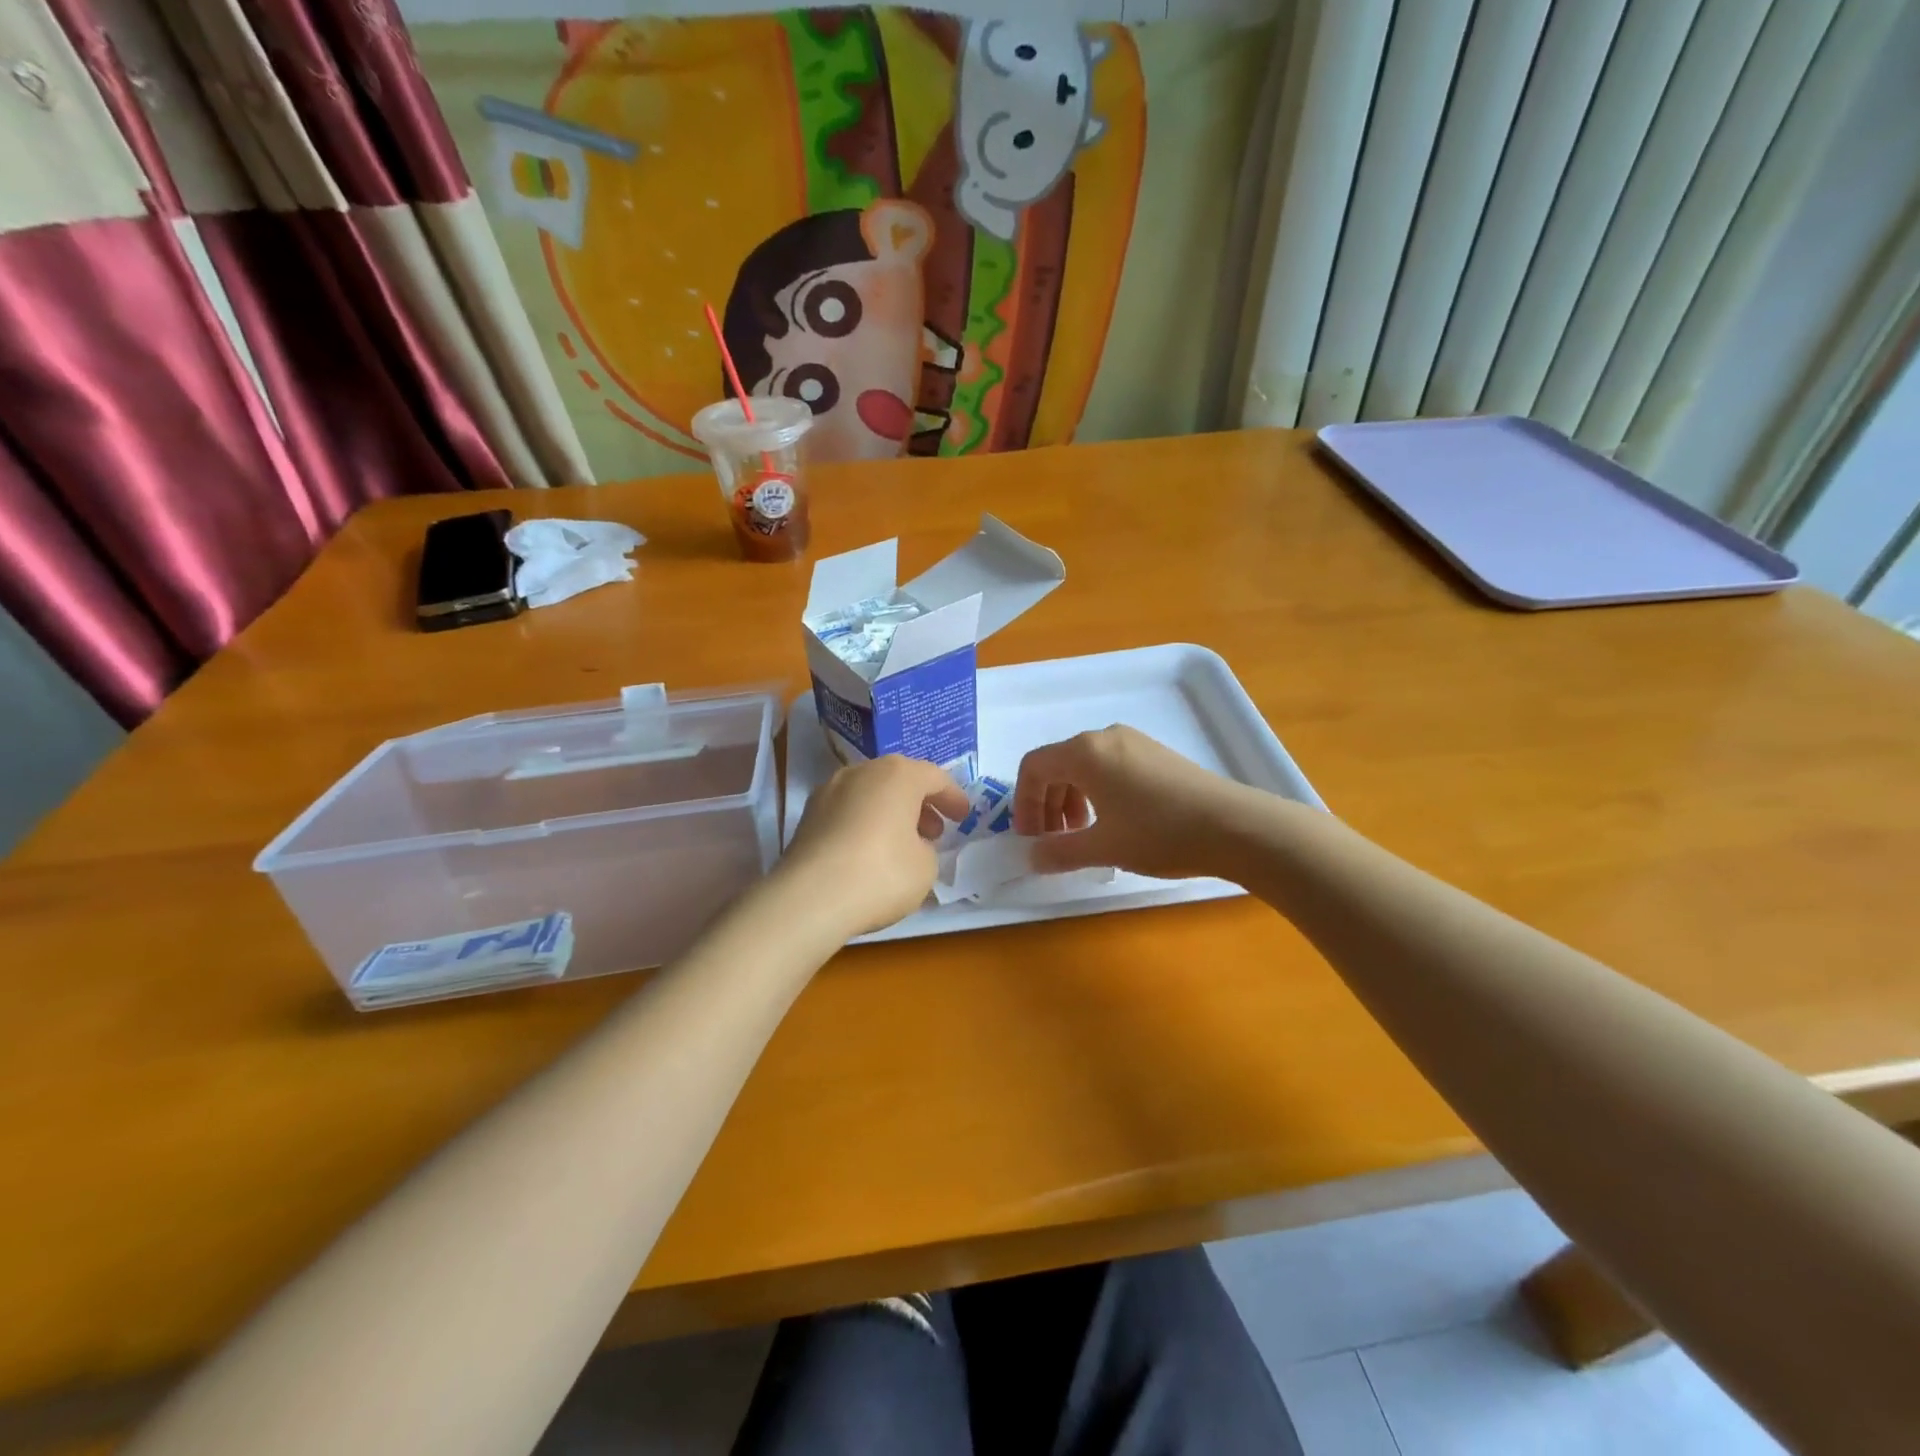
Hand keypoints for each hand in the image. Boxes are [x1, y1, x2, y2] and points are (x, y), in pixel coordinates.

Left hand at [778, 756, 970, 937]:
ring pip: (870, 794)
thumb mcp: (925, 867)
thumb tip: (910, 845)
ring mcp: (829, 791)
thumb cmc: (881, 874)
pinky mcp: (808, 815)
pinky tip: (871, 852)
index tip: (962, 817)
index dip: (953, 797)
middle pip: (899, 779)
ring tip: (903, 844)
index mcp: (898, 774)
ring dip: (891, 812)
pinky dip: (865, 823)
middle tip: (935, 831)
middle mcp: (862, 772)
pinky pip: (848, 812)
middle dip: (920, 803)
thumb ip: (926, 848)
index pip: (934, 777)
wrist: (809, 898)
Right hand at [1013, 726, 1262, 879]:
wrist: (1235, 826)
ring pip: (1085, 767)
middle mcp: (1105, 738)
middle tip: (1052, 842)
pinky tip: (1114, 824)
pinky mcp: (1156, 754)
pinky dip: (1097, 793)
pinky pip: (1110, 768)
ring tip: (1083, 835)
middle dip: (1046, 804)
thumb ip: (1060, 851)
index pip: (1033, 767)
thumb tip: (1033, 857)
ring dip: (1071, 801)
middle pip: (1058, 765)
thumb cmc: (1159, 833)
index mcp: (1084, 752)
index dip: (1023, 803)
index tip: (1030, 838)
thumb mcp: (1104, 847)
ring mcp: (1134, 743)